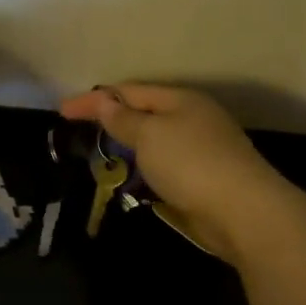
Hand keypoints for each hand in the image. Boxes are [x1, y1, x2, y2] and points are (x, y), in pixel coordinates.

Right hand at [57, 84, 293, 258]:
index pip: (128, 92)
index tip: (61, 110)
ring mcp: (201, 148)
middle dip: (111, 119)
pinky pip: (162, 164)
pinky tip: (130, 177)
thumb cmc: (191, 163)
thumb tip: (105, 101)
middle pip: (143, 113)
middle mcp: (192, 118)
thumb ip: (123, 119)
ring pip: (153, 141)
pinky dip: (142, 167)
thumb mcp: (149, 135)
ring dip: (126, 145)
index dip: (93, 100)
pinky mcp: (203, 178)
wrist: (244, 212)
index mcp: (180, 100)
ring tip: (99, 154)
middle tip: (79, 129)